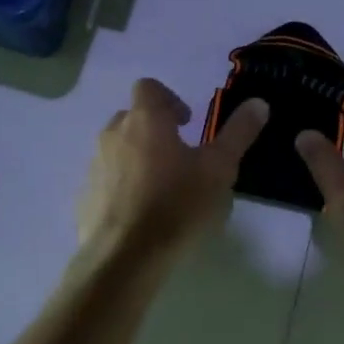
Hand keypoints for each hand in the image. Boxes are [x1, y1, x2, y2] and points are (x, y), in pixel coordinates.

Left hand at [78, 79, 267, 260]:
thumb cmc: (177, 204)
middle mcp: (113, 135)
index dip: (169, 98)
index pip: (148, 87)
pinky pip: (106, 180)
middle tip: (179, 154)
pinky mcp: (85, 196)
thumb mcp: (219, 169)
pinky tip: (140, 211)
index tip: (187, 122)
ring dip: (137, 157)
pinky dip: (122, 185)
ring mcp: (95, 165)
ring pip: (117, 149)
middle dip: (154, 128)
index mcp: (145, 120)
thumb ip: (238, 133)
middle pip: (131, 117)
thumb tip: (258, 103)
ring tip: (161, 185)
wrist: (125, 256)